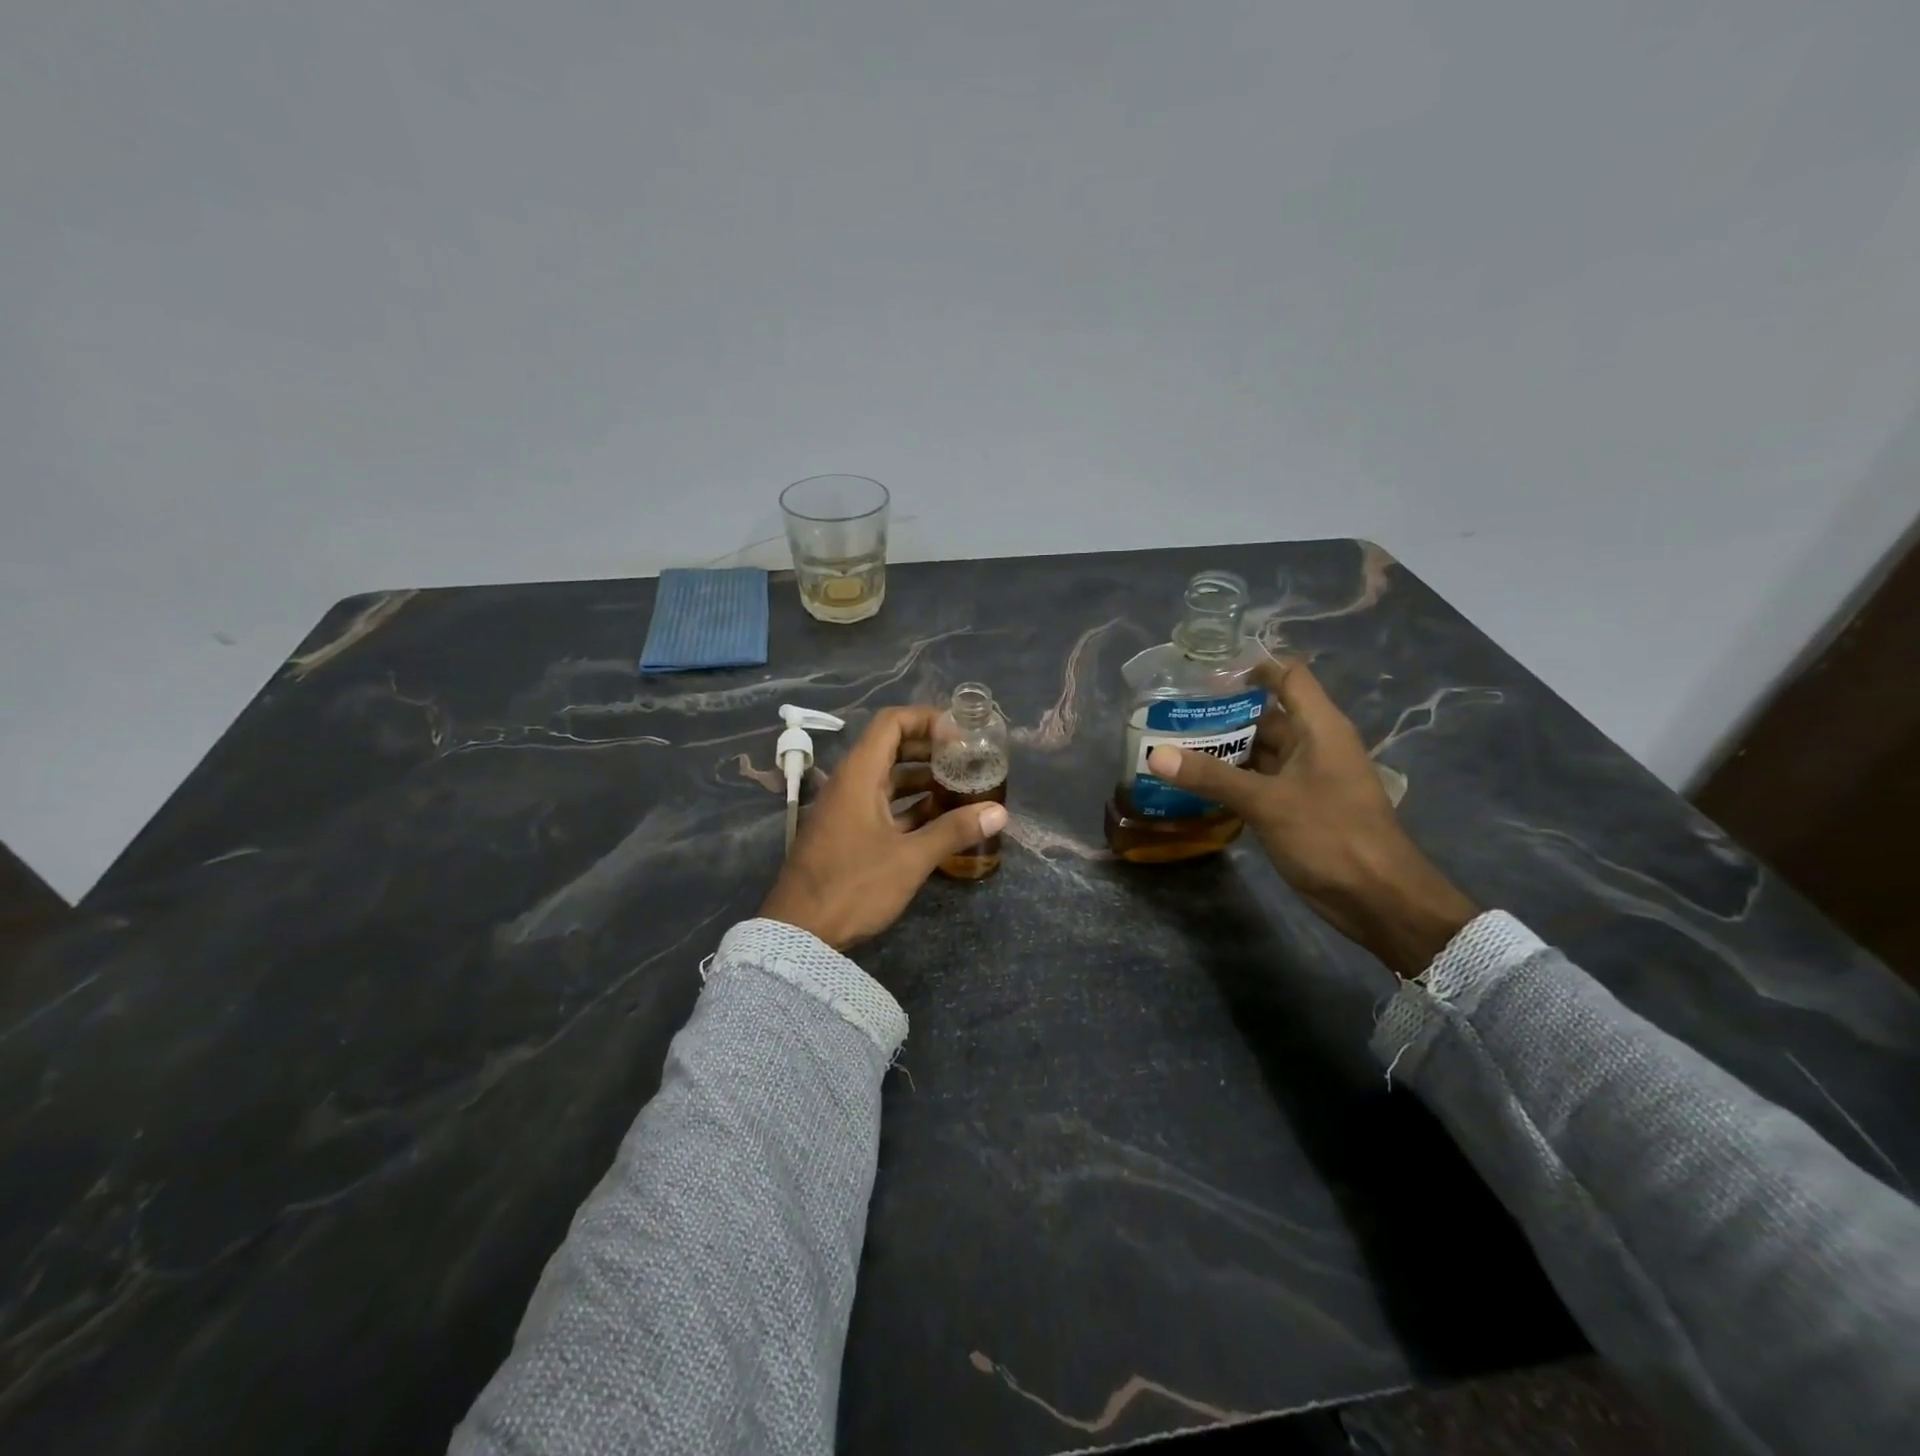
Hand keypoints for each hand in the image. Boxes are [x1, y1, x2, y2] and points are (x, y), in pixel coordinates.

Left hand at [759, 706, 1008, 950]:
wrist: (799, 932)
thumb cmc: (854, 885)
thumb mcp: (910, 858)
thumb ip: (954, 830)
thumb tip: (999, 812)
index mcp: (859, 774)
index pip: (891, 723)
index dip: (926, 719)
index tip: (959, 732)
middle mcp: (850, 783)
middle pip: (891, 748)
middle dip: (930, 749)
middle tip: (968, 758)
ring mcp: (846, 809)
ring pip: (888, 779)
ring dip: (922, 779)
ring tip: (961, 787)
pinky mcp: (847, 833)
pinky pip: (882, 805)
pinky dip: (909, 805)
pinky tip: (939, 819)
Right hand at [1145, 659, 1477, 977]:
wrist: (1378, 899)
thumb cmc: (1331, 836)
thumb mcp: (1267, 802)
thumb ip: (1212, 777)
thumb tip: (1157, 755)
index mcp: (1320, 727)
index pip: (1288, 677)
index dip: (1253, 666)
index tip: (1205, 671)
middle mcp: (1314, 745)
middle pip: (1267, 715)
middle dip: (1222, 713)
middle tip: (1172, 713)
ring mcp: (1307, 778)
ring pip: (1260, 751)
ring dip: (1223, 749)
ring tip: (1173, 745)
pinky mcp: (1299, 807)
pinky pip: (1260, 782)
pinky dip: (1232, 780)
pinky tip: (1195, 784)